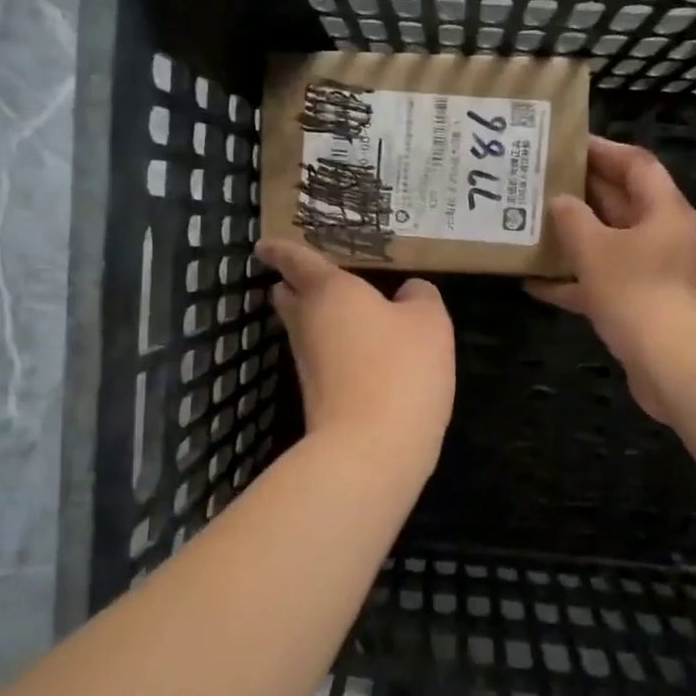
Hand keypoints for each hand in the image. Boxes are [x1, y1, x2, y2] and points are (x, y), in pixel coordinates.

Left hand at [256, 239, 455, 477]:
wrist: (371, 450)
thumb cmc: (400, 369)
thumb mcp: (430, 322)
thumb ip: (420, 297)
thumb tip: (409, 293)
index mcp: (329, 291)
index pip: (295, 259)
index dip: (280, 248)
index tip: (265, 245)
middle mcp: (307, 322)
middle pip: (288, 296)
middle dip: (294, 285)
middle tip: (314, 277)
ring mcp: (307, 363)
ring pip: (304, 329)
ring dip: (319, 319)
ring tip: (350, 312)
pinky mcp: (316, 396)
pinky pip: (322, 358)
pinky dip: (336, 349)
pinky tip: (363, 353)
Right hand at [527, 136, 695, 419]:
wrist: (675, 364)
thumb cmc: (637, 292)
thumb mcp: (596, 248)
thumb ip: (573, 220)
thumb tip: (560, 202)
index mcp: (662, 210)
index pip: (635, 164)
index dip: (602, 150)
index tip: (565, 144)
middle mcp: (662, 236)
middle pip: (620, 203)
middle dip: (581, 193)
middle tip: (537, 183)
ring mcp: (653, 273)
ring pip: (608, 245)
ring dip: (573, 239)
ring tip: (531, 228)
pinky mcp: (640, 307)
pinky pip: (602, 283)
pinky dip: (573, 282)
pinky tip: (534, 284)